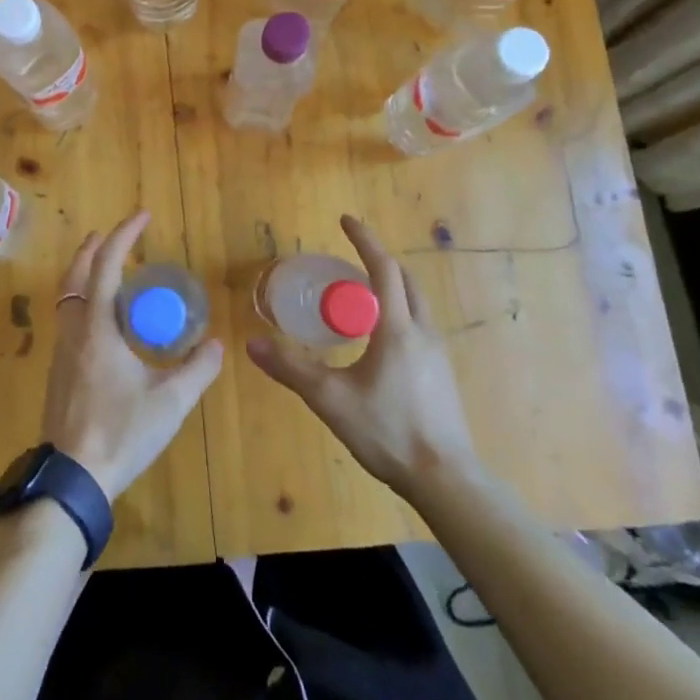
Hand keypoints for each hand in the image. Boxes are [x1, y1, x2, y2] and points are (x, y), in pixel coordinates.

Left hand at [42, 210, 223, 500]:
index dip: (123, 236)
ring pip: (67, 297)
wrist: (72, 478)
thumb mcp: (170, 403)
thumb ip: (197, 371)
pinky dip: (83, 300)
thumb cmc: (121, 432)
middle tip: (113, 235)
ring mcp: (61, 352)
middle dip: (93, 248)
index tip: (142, 216)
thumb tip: (218, 346)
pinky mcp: (58, 372)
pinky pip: (69, 319)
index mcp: (96, 328)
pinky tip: (103, 320)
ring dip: (85, 274)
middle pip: (76, 275)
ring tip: (108, 270)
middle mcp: (73, 331)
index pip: (106, 266)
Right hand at [246, 214, 478, 494]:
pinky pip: (419, 326)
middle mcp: (422, 332)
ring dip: (391, 288)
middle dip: (379, 262)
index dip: (364, 240)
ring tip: (359, 296)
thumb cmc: (388, 431)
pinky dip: (398, 313)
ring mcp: (438, 354)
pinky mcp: (442, 374)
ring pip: (416, 303)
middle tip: (348, 260)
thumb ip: (291, 369)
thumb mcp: (331, 399)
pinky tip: (377, 340)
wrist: (446, 479)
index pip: (383, 269)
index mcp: (397, 329)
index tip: (346, 220)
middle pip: (406, 280)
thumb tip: (253, 344)